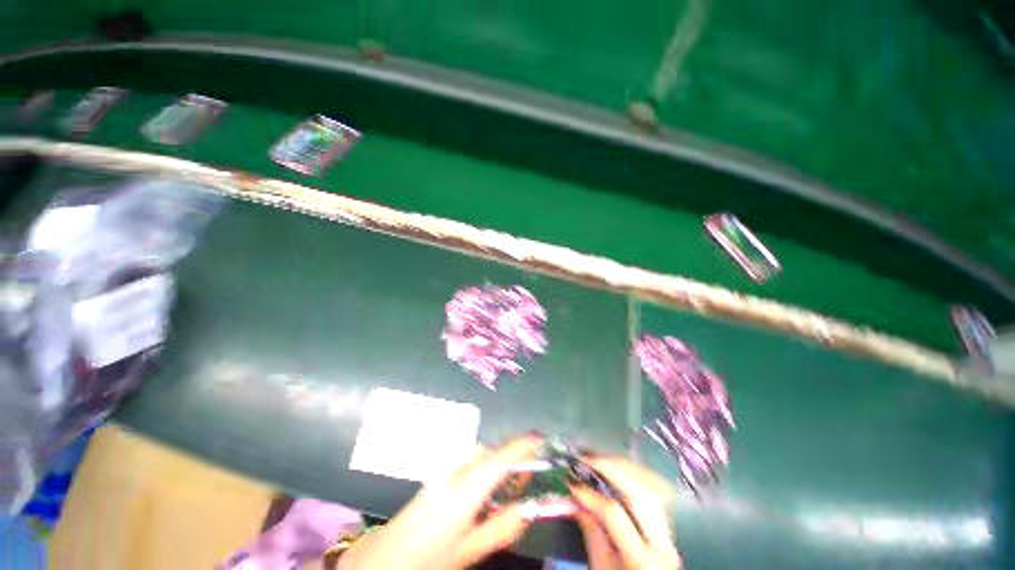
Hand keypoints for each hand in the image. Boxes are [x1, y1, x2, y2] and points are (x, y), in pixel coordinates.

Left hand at [338, 436, 542, 569]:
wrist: (381, 561)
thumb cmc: (429, 559)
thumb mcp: (470, 550)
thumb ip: (502, 528)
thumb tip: (530, 510)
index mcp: (466, 489)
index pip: (500, 458)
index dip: (522, 446)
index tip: (540, 439)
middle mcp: (455, 472)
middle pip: (489, 454)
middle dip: (509, 460)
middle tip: (524, 480)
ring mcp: (443, 474)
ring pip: (477, 458)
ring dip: (494, 467)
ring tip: (504, 492)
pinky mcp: (436, 480)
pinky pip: (466, 465)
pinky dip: (481, 472)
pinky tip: (481, 496)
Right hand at [570, 457, 680, 569]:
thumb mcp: (600, 566)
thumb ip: (590, 531)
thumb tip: (573, 498)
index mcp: (641, 558)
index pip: (614, 514)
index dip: (591, 495)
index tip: (571, 483)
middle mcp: (663, 542)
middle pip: (639, 492)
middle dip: (611, 468)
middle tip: (586, 458)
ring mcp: (671, 530)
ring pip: (650, 485)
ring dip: (622, 467)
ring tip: (599, 459)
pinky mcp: (670, 522)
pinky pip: (654, 488)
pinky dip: (634, 473)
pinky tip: (618, 468)